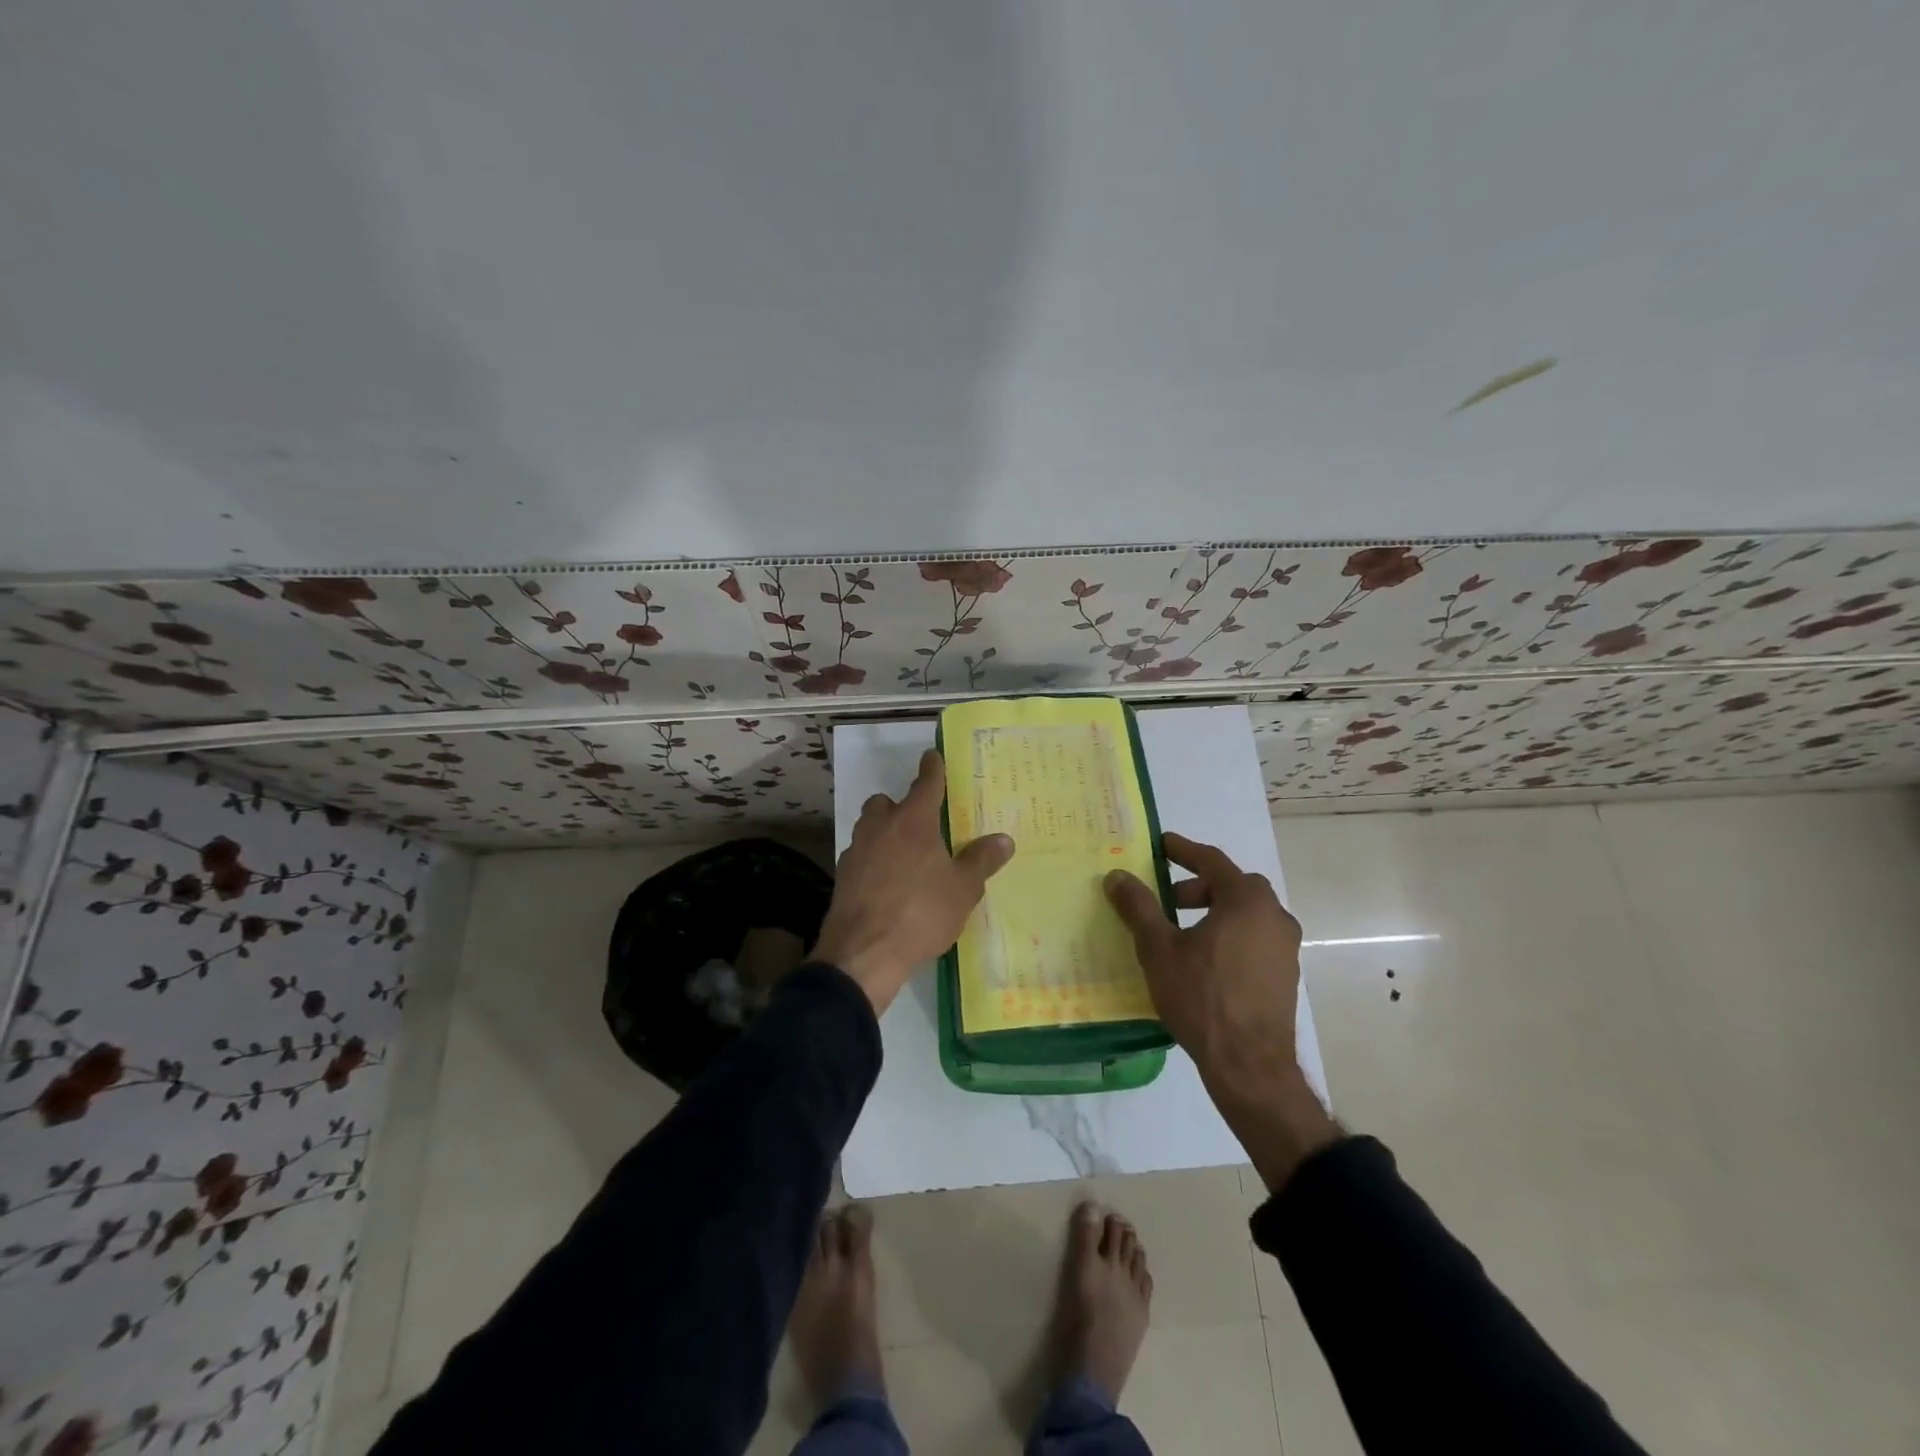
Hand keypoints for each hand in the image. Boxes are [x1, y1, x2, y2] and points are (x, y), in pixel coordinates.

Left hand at [816, 750, 1015, 1014]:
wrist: (863, 952)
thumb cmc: (920, 912)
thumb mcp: (963, 889)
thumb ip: (981, 861)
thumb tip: (1004, 839)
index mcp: (913, 821)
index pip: (925, 783)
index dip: (932, 769)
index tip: (933, 756)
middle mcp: (880, 827)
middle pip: (886, 803)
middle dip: (900, 807)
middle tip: (921, 825)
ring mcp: (856, 851)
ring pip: (869, 828)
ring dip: (884, 833)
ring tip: (905, 856)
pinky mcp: (842, 877)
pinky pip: (860, 857)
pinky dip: (872, 861)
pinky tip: (886, 884)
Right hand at [1106, 832, 1337, 1189]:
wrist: (1249, 1065)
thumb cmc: (1201, 996)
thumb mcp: (1159, 948)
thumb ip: (1139, 907)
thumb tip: (1117, 875)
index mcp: (1247, 900)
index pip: (1212, 860)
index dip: (1182, 850)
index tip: (1160, 844)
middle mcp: (1274, 916)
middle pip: (1232, 886)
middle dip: (1197, 886)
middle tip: (1167, 898)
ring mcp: (1284, 947)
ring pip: (1245, 914)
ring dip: (1214, 911)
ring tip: (1181, 932)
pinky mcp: (1285, 974)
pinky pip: (1253, 938)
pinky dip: (1229, 935)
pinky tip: (1204, 960)